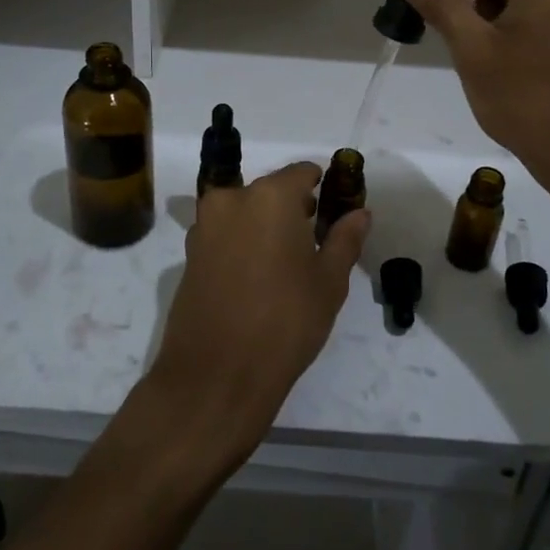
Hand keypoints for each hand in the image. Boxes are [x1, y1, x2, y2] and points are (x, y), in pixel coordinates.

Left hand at [148, 162, 368, 464]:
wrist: (216, 376)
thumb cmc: (285, 322)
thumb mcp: (329, 282)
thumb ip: (345, 239)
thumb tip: (360, 213)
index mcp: (270, 196)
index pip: (302, 173)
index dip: (323, 188)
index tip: (335, 213)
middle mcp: (232, 200)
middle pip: (271, 191)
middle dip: (293, 210)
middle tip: (314, 245)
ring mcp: (205, 227)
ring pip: (245, 213)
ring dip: (265, 227)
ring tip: (286, 267)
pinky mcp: (189, 255)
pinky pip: (224, 236)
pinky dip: (242, 245)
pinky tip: (256, 281)